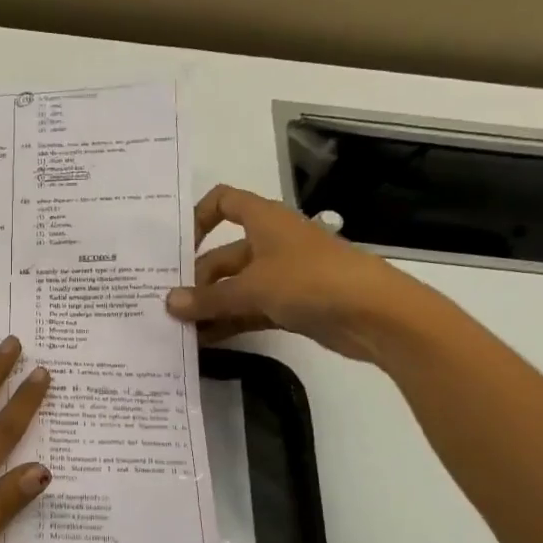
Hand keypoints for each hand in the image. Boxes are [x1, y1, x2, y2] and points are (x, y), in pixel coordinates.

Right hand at [164, 184, 433, 362]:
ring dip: (210, 305)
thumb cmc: (310, 281)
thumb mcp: (252, 288)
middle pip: (223, 255)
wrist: (375, 314)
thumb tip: (168, 303)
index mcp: (264, 220)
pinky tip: (204, 341)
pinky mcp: (292, 305)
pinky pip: (250, 310)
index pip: (224, 202)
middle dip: (196, 279)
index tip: (177, 248)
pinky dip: (229, 322)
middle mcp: (271, 242)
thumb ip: (208, 298)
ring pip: (236, 287)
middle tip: (168, 305)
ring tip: (178, 328)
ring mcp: (283, 275)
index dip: (198, 217)